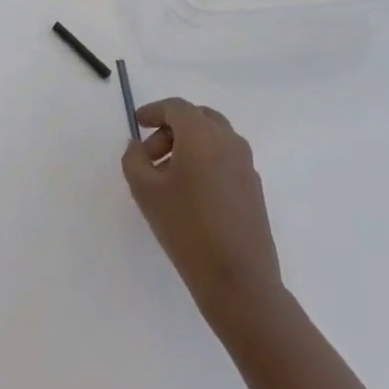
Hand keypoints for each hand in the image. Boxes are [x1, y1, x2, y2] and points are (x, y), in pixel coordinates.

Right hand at [122, 99, 282, 323]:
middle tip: (151, 153)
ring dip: (189, 144)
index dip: (154, 111)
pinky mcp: (254, 188)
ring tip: (168, 176)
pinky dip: (206, 160)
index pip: (177, 107)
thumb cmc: (186, 228)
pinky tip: (191, 192)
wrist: (238, 280)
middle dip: (172, 128)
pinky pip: (226, 158)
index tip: (138, 123)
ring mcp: (246, 165)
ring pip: (214, 137)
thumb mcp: (145, 191)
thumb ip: (134, 159)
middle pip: (198, 117)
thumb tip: (139, 146)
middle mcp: (229, 142)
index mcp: (202, 136)